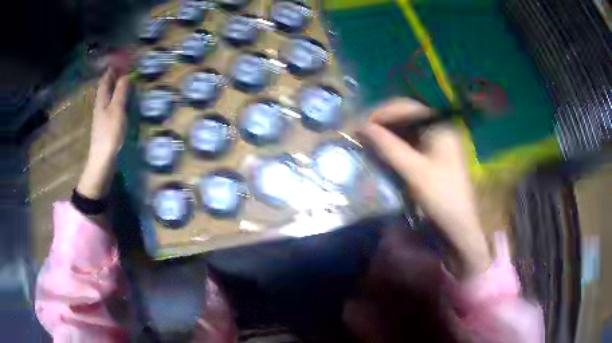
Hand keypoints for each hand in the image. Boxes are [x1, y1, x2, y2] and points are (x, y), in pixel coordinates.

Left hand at [77, 68, 128, 199]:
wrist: (103, 160)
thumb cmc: (109, 133)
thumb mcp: (117, 109)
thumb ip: (120, 92)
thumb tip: (125, 75)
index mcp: (101, 100)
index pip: (105, 80)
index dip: (111, 69)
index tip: (119, 60)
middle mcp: (100, 106)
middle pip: (104, 88)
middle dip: (112, 77)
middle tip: (122, 68)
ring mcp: (102, 117)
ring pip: (107, 96)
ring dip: (114, 87)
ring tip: (123, 81)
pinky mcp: (106, 126)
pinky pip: (110, 105)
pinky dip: (115, 98)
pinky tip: (120, 101)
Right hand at [361, 98, 490, 276]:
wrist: (458, 223)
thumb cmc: (440, 195)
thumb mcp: (413, 170)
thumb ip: (388, 146)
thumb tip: (363, 127)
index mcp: (440, 125)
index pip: (407, 107)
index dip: (382, 113)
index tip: (361, 125)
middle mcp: (440, 127)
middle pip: (407, 114)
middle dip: (383, 120)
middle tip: (362, 132)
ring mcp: (438, 140)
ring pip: (408, 127)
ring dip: (388, 131)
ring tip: (369, 139)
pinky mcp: (434, 153)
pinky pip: (411, 140)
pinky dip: (396, 142)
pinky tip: (384, 148)